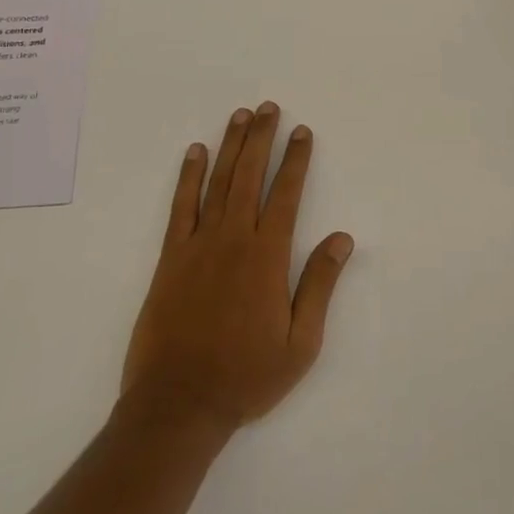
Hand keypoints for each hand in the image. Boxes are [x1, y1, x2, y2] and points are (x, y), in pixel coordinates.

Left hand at [122, 102, 354, 433]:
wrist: (178, 405)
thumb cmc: (246, 377)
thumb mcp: (300, 343)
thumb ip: (320, 285)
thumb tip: (342, 238)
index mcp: (268, 256)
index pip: (287, 194)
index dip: (296, 160)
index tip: (302, 131)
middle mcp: (234, 239)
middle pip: (250, 175)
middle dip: (261, 138)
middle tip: (268, 108)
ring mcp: (199, 245)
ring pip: (218, 182)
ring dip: (230, 146)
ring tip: (239, 116)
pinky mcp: (171, 257)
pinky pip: (181, 206)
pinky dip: (188, 176)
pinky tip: (194, 153)